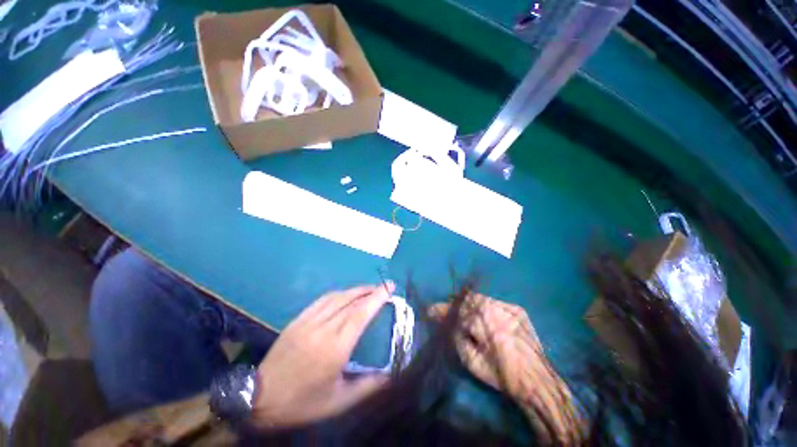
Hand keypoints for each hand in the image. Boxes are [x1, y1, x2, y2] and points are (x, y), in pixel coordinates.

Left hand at [250, 283, 394, 428]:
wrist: (260, 398)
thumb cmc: (302, 403)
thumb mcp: (339, 402)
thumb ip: (368, 387)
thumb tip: (391, 375)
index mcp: (335, 349)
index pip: (361, 314)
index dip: (377, 298)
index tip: (390, 288)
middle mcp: (323, 329)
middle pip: (352, 301)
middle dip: (371, 290)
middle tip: (385, 286)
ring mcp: (308, 322)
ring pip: (338, 297)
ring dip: (356, 289)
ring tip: (369, 288)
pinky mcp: (298, 319)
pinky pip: (322, 299)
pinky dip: (338, 293)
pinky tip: (345, 294)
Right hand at [429, 294, 542, 401]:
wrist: (537, 381)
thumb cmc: (501, 375)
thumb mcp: (471, 361)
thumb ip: (455, 336)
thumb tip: (443, 321)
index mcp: (485, 322)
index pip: (457, 310)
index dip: (443, 310)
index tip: (431, 311)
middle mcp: (497, 308)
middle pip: (468, 299)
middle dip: (455, 304)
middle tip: (446, 311)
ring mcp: (509, 306)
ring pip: (481, 298)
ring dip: (469, 304)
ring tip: (463, 313)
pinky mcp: (517, 309)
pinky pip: (494, 302)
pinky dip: (484, 307)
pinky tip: (482, 316)